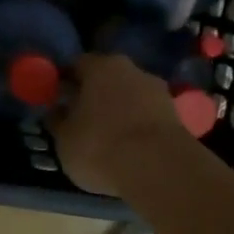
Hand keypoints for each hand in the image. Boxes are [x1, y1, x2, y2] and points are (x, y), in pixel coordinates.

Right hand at [51, 53, 189, 195]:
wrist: (159, 169)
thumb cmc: (100, 146)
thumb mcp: (64, 139)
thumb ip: (57, 121)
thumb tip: (57, 111)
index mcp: (99, 66)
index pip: (76, 64)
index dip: (64, 80)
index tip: (57, 98)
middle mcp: (131, 69)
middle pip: (106, 78)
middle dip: (93, 94)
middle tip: (80, 117)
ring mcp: (158, 91)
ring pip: (129, 96)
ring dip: (118, 110)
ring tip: (105, 137)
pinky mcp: (176, 115)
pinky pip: (146, 116)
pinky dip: (136, 126)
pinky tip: (127, 147)